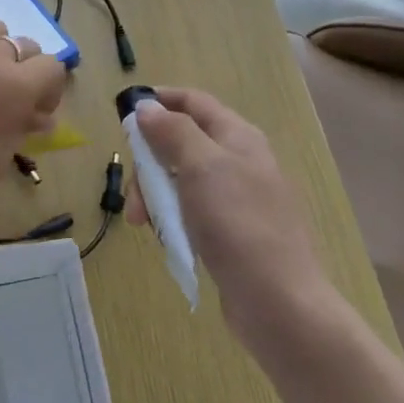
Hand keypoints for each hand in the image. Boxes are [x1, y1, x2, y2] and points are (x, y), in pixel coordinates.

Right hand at [127, 88, 332, 337]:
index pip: (193, 102)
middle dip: (150, 162)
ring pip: (182, 180)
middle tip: (134, 193)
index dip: (160, 101)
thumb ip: (173, 132)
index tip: (125, 114)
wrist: (278, 301)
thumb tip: (147, 106)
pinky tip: (167, 238)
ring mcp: (237, 198)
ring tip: (144, 224)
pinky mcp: (232, 231)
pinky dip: (173, 218)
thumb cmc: (238, 224)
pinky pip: (191, 211)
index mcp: (237, 137)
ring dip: (156, 194)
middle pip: (182, 143)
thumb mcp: (201, 167)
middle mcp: (239, 160)